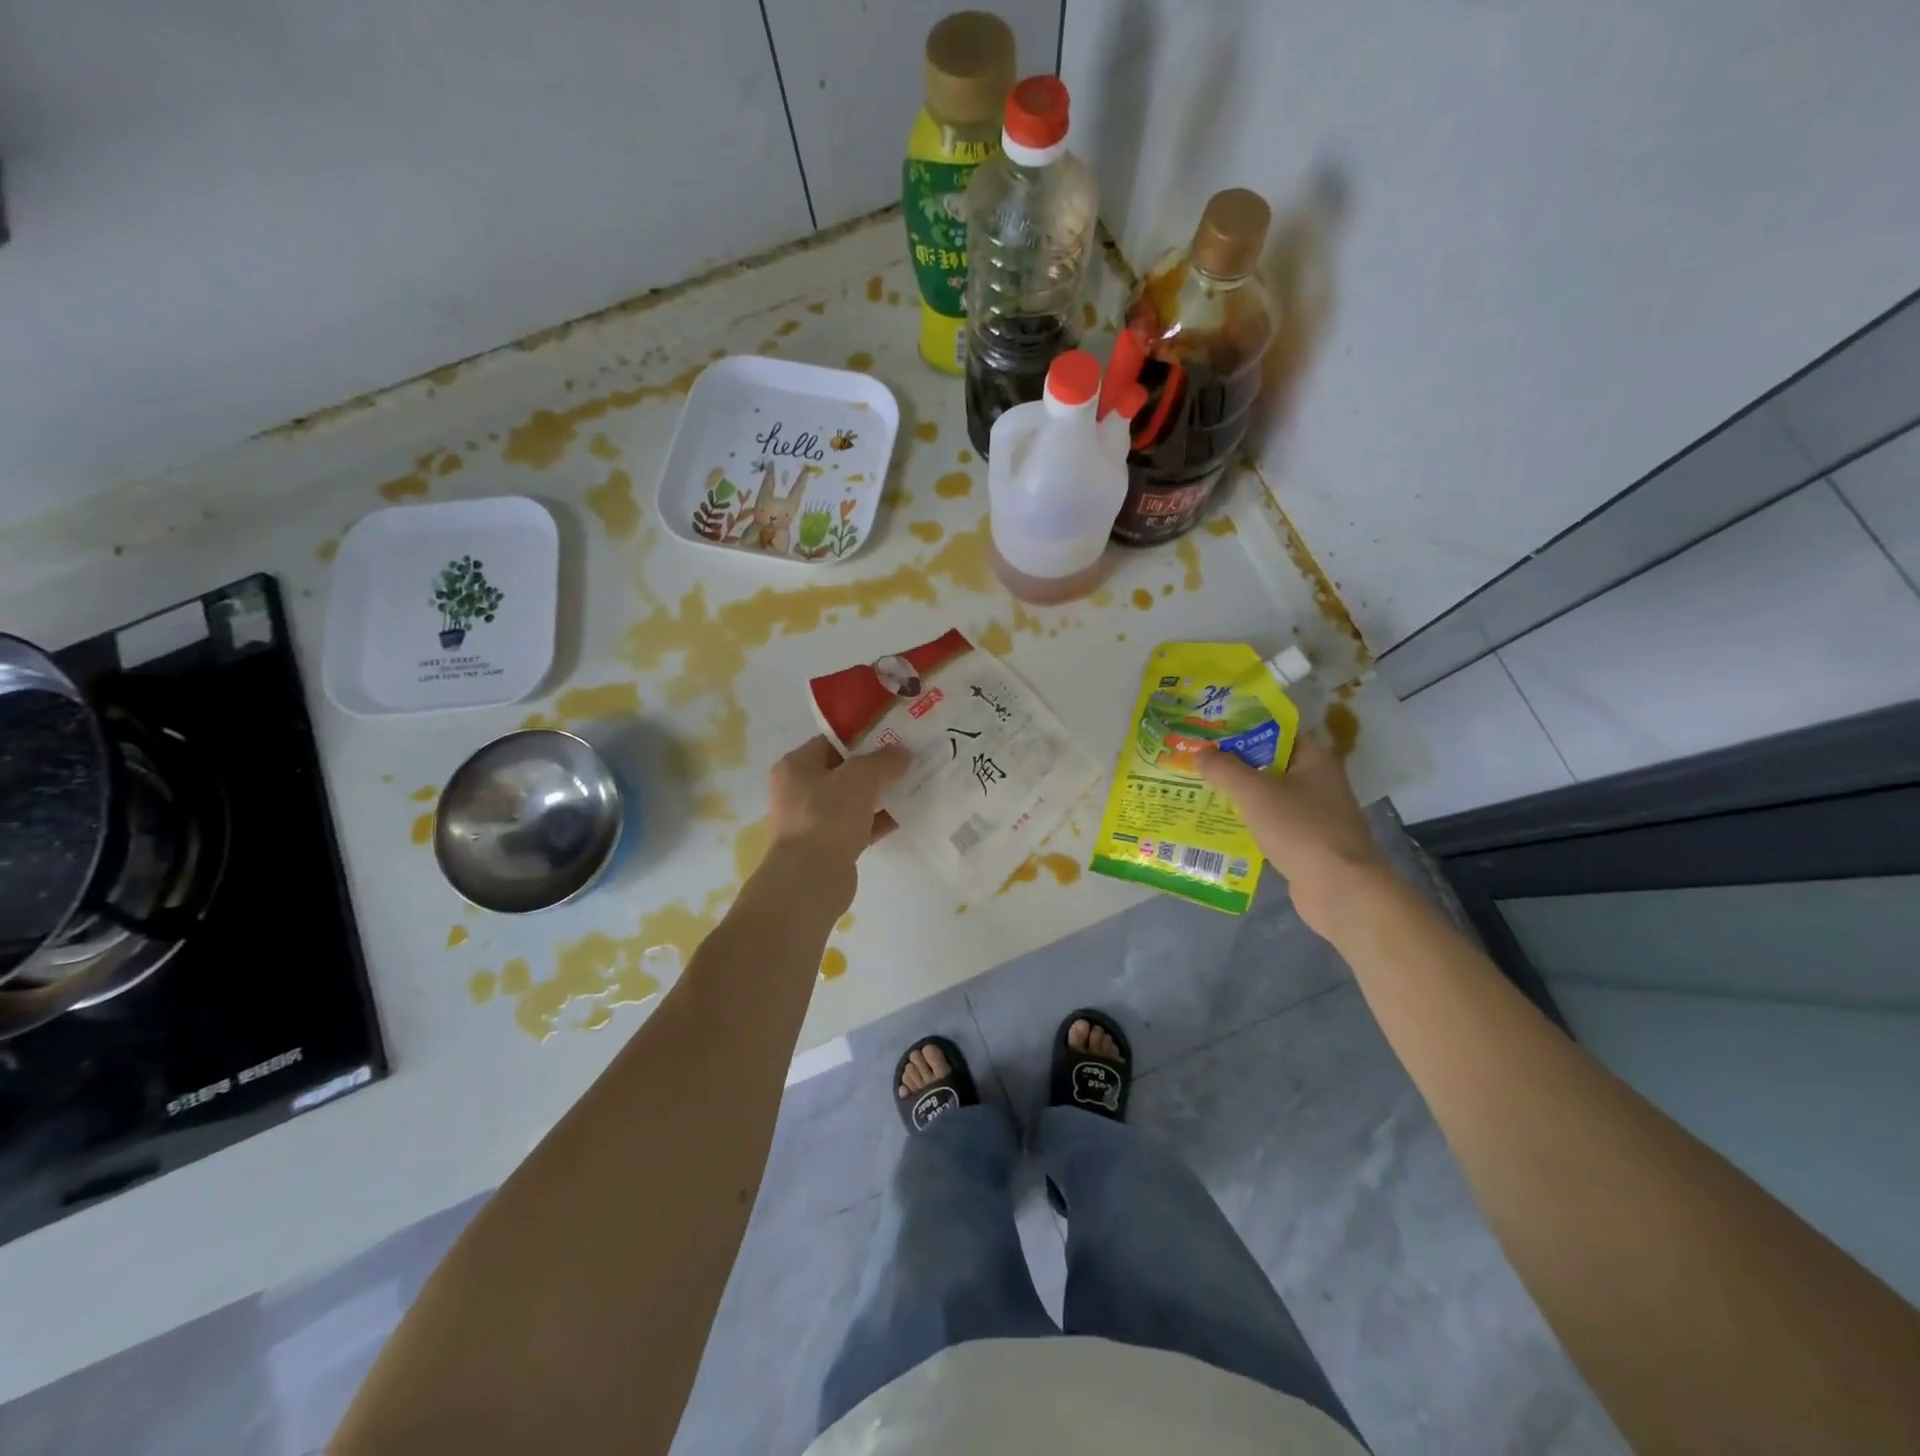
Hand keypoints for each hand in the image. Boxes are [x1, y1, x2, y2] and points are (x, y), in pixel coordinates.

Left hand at [766, 736, 908, 868]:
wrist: (811, 879)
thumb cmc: (828, 816)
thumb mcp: (860, 778)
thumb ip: (883, 761)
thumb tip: (902, 753)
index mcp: (796, 765)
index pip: (831, 741)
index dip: (863, 737)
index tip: (893, 737)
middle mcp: (799, 790)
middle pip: (843, 771)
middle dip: (875, 767)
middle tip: (907, 761)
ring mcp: (812, 821)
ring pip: (852, 800)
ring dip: (879, 795)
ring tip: (912, 785)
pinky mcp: (827, 847)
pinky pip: (857, 826)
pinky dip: (878, 821)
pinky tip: (906, 815)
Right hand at [1196, 734, 1384, 934]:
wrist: (1340, 889)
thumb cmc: (1300, 829)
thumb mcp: (1255, 793)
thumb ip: (1224, 769)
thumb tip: (1199, 752)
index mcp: (1314, 758)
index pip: (1276, 732)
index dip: (1244, 729)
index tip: (1211, 732)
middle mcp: (1319, 781)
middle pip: (1271, 763)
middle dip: (1236, 764)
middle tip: (1198, 761)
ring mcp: (1317, 814)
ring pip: (1271, 796)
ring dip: (1241, 795)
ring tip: (1202, 791)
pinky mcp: (1309, 842)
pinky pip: (1274, 823)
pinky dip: (1251, 823)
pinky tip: (1222, 826)